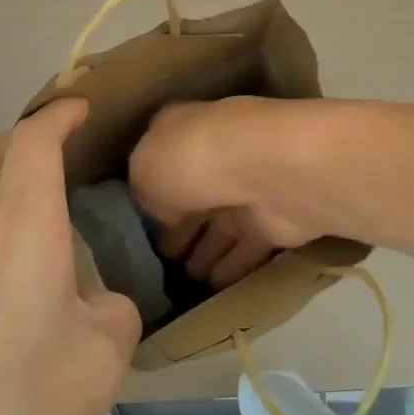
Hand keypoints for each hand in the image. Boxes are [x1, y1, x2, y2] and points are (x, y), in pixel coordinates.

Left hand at [0, 99, 140, 414]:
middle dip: (22, 137)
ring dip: (5, 189)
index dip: (56, 116)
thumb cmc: (27, 402)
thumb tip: (94, 304)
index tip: (81, 106)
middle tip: (60, 145)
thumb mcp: (106, 353)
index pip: (31, 146)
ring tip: (50, 222)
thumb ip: (112, 311)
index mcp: (20, 232)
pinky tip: (23, 291)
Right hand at [128, 98, 319, 288]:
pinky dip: (233, 265)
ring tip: (187, 279)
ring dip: (206, 250)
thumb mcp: (143, 170)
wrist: (266, 170)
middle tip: (162, 259)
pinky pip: (247, 246)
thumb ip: (145, 192)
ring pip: (221, 224)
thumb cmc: (193, 159)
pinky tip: (215, 285)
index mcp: (181, 129)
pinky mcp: (275, 219)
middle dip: (178, 227)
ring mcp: (248, 185)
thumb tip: (161, 212)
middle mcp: (216, 152)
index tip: (137, 222)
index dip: (149, 191)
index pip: (161, 159)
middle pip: (192, 195)